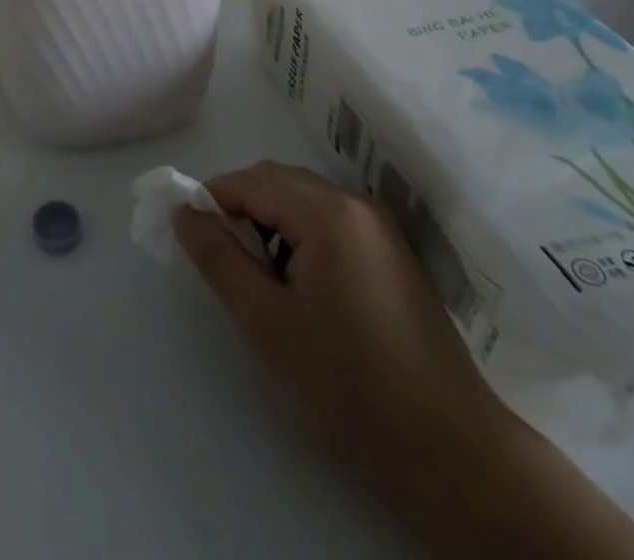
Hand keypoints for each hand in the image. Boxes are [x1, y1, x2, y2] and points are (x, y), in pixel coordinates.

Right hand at [174, 161, 511, 473]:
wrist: (451, 450)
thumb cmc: (350, 385)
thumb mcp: (267, 322)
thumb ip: (218, 258)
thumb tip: (182, 212)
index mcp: (327, 212)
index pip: (250, 182)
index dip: (212, 201)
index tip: (190, 236)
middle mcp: (354, 202)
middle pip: (277, 181)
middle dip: (240, 209)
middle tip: (221, 261)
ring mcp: (378, 225)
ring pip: (302, 198)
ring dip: (269, 222)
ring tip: (260, 279)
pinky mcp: (390, 250)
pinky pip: (328, 220)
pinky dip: (299, 235)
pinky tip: (299, 286)